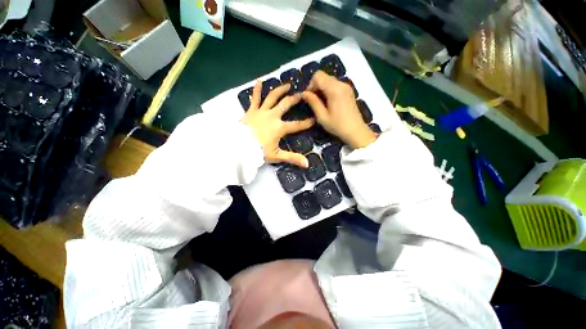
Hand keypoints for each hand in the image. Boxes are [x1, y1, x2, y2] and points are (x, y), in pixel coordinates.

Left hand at [241, 81, 314, 167]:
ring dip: (280, 90)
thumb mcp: (277, 156)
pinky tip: (259, 81)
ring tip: (287, 84)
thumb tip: (307, 164)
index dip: (306, 123)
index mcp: (279, 128)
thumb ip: (292, 158)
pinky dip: (257, 89)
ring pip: (272, 97)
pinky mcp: (251, 110)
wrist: (238, 147)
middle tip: (302, 94)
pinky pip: (254, 98)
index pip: (296, 125)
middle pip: (285, 105)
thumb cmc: (258, 151)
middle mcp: (272, 116)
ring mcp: (261, 111)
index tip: (314, 119)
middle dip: (295, 99)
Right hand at [302, 71, 376, 148]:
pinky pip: (335, 84)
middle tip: (314, 101)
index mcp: (334, 89)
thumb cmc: (337, 125)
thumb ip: (313, 102)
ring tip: (321, 103)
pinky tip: (328, 102)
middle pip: (323, 76)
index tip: (309, 98)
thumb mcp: (322, 117)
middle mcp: (341, 84)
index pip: (318, 76)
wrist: (355, 131)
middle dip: (316, 86)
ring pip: (329, 80)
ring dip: (322, 88)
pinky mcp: (348, 90)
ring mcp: (346, 86)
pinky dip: (328, 90)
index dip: (310, 85)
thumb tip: (304, 93)